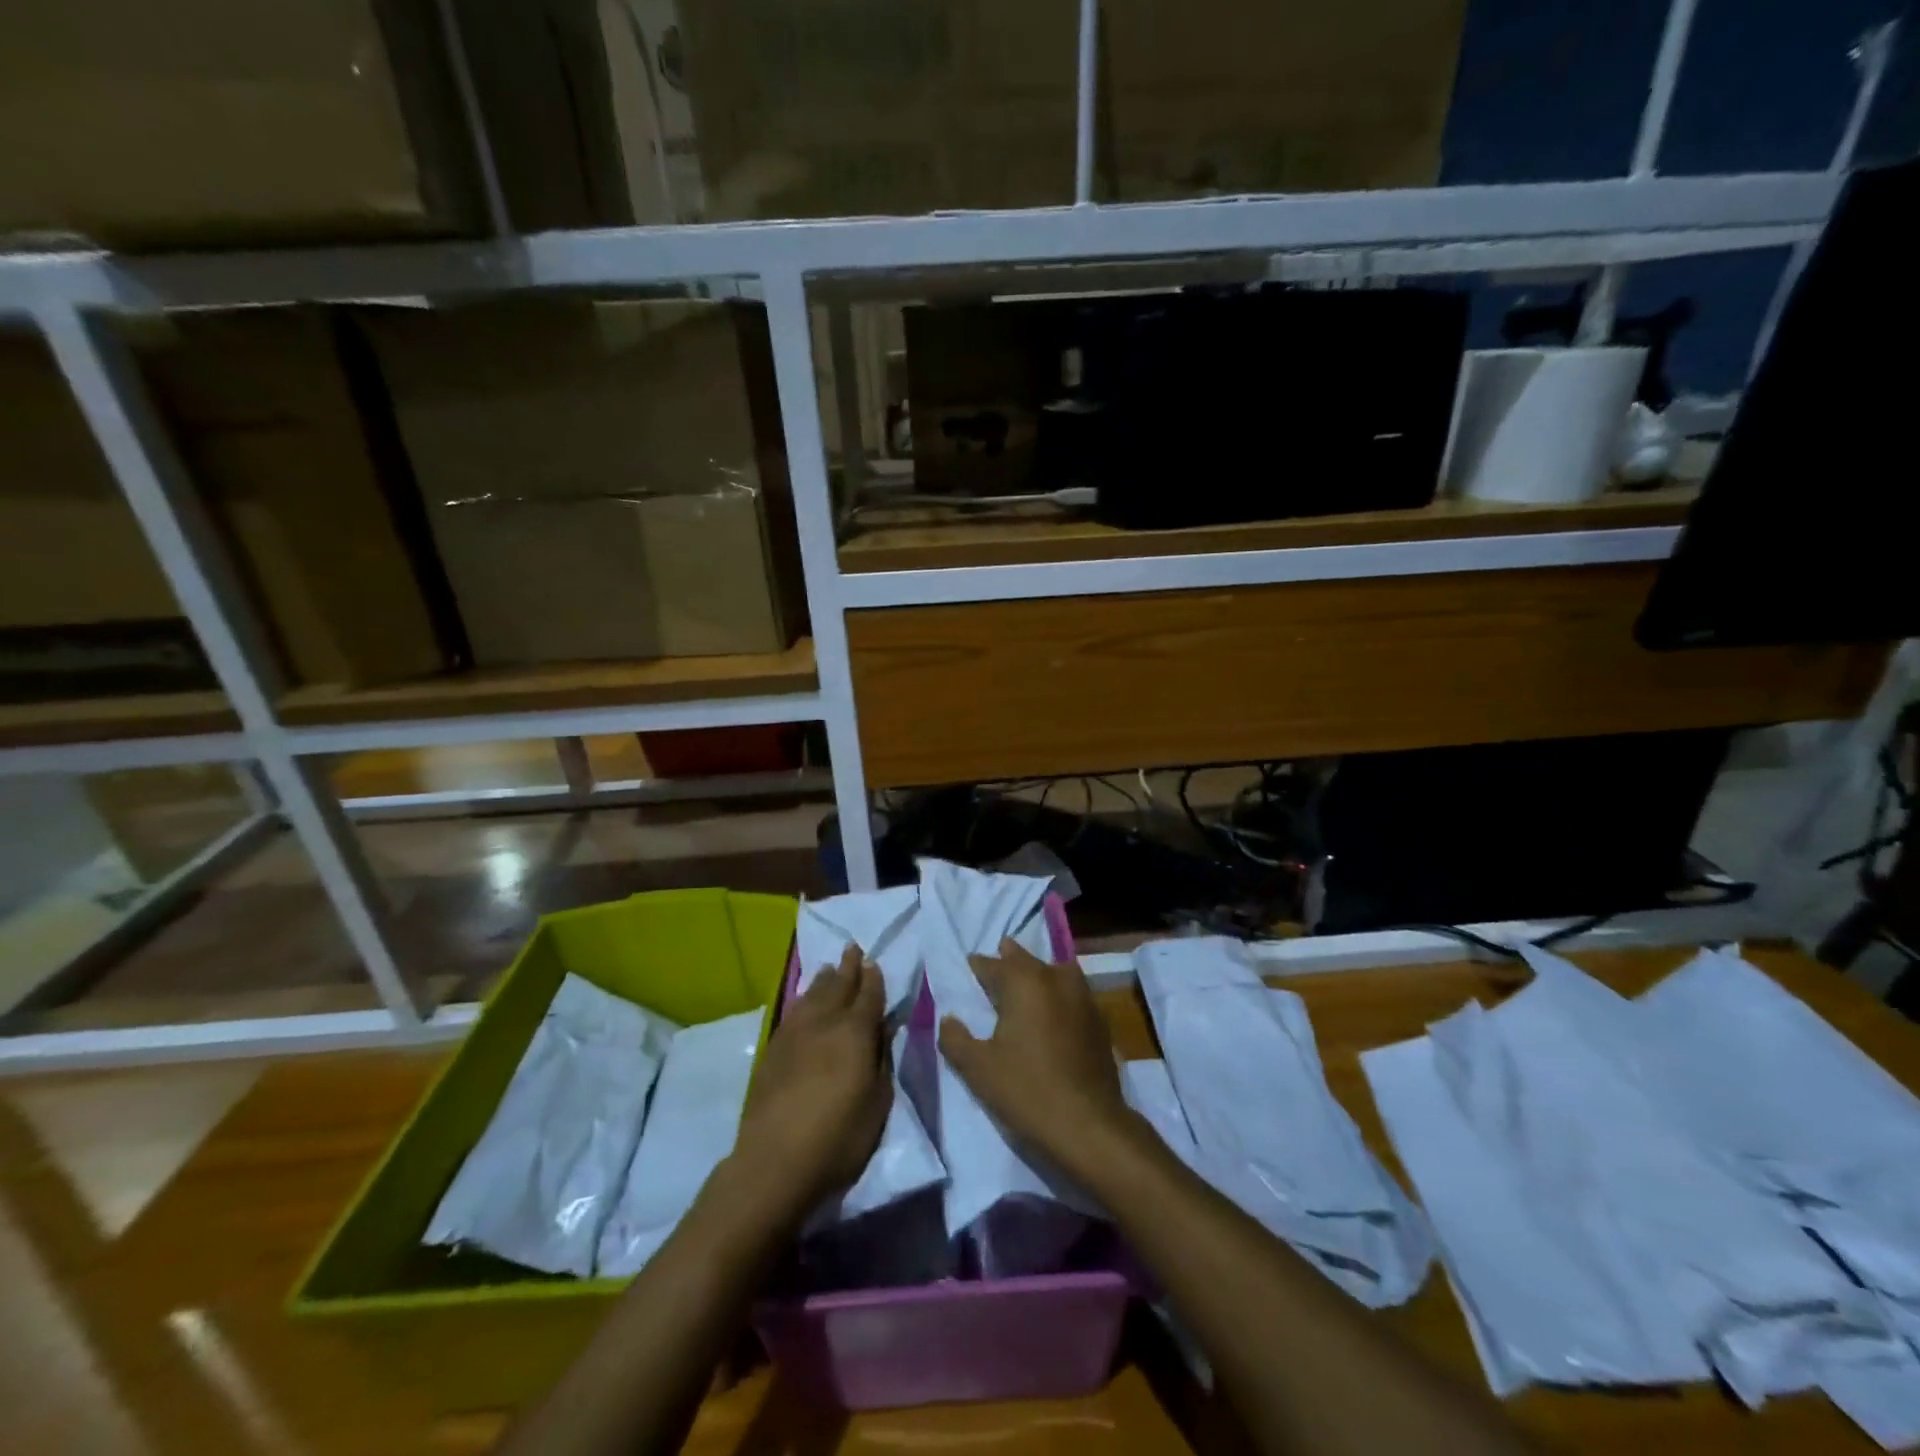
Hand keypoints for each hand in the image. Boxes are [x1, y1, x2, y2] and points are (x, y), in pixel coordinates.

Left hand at [732, 945, 890, 1219]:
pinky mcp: (773, 1050)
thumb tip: (884, 1029)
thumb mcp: (878, 1103)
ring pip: (812, 995)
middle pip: (838, 986)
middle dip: (848, 967)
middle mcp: (824, 1023)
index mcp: (855, 1032)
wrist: (775, 1160)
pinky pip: (793, 1012)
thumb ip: (882, 1060)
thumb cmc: (838, 1137)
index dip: (873, 978)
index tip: (874, 962)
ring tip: (829, 968)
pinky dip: (803, 1000)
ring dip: (824, 980)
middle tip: (852, 948)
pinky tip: (804, 1002)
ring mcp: (794, 1034)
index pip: (868, 996)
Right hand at [937, 938, 1134, 1179]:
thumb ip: (955, 1039)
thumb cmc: (1026, 1090)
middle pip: (1025, 960)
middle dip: (1007, 962)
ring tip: (1024, 989)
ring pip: (1054, 971)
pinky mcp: (1099, 1019)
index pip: (992, 964)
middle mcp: (1054, 978)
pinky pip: (1073, 993)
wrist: (1088, 1125)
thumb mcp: (977, 1068)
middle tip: (993, 973)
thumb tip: (949, 1019)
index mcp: (1023, 981)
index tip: (967, 971)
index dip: (977, 967)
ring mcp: (1082, 996)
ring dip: (1037, 974)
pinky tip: (1052, 1014)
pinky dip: (1058, 995)